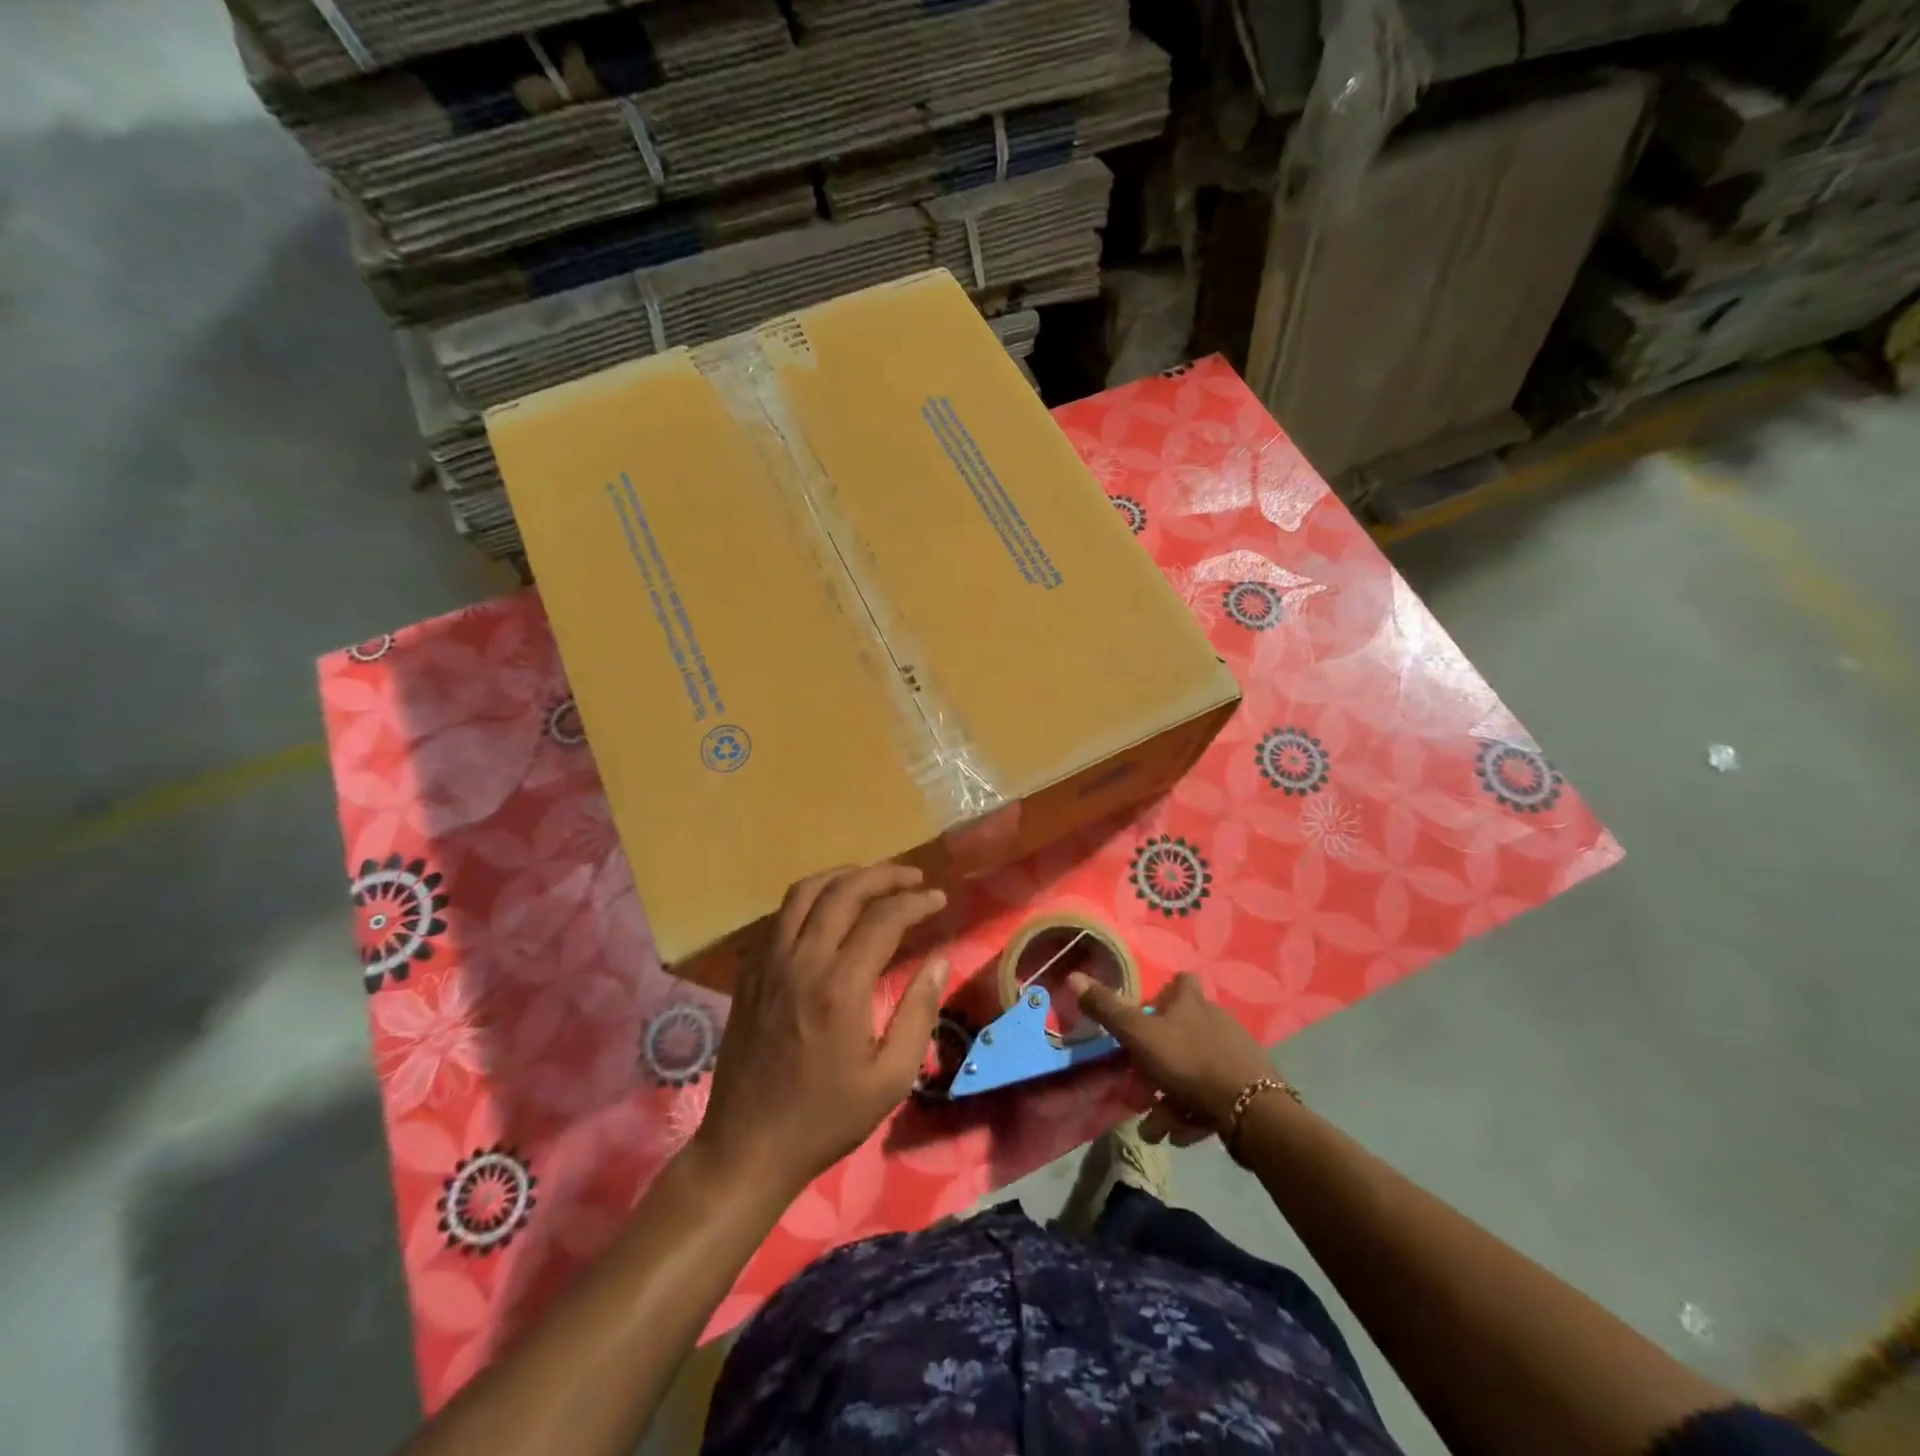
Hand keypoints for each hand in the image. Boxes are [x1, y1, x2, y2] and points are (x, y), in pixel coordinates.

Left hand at [695, 864, 950, 1200]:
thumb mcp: (890, 1078)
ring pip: (805, 892)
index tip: (939, 899)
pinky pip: (781, 914)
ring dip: (843, 876)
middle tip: (913, 877)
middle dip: (884, 875)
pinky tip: (830, 909)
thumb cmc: (826, 1118)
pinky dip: (811, 898)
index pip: (883, 919)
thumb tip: (939, 960)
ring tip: (873, 879)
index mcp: (840, 987)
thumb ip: (919, 1012)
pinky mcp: (750, 971)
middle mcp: (802, 961)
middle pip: (843, 891)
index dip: (916, 902)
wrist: (748, 1146)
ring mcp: (769, 962)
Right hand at [1067, 971, 1274, 1146]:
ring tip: (1156, 1127)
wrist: (1251, 1111)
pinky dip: (1192, 1113)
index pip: (1180, 982)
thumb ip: (1107, 1010)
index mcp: (1192, 1003)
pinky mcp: (1247, 1087)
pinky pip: (1211, 1096)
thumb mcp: (1139, 1035)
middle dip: (1154, 1065)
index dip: (1163, 995)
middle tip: (1139, 1090)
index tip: (1145, 1017)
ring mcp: (1234, 1055)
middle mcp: (1216, 1021)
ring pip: (1191, 1071)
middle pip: (1179, 1034)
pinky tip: (1180, 1134)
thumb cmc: (1189, 1061)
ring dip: (1169, 1099)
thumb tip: (1072, 976)